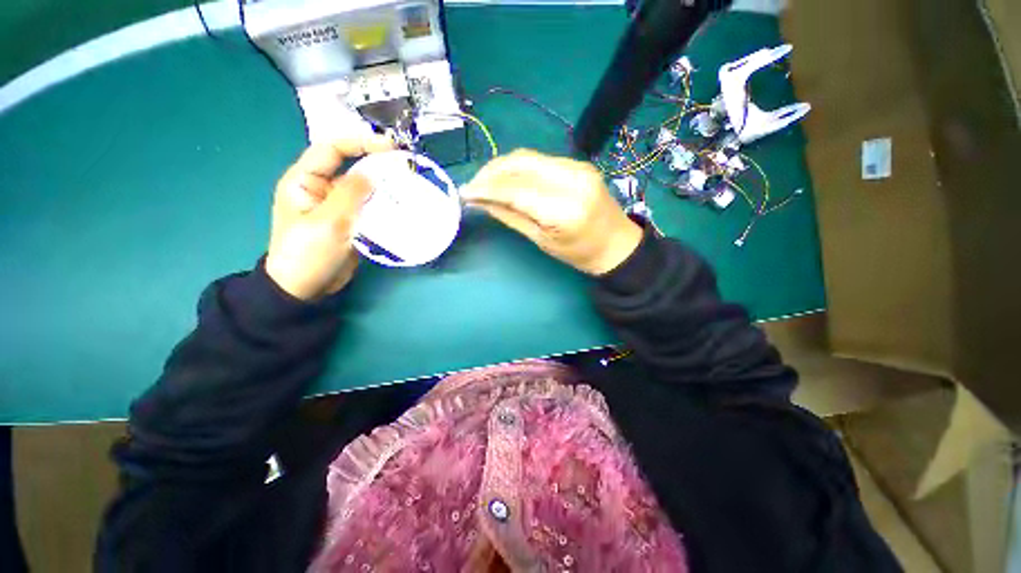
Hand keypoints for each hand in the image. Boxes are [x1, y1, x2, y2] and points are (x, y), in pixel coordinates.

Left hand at [265, 135, 393, 299]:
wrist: (307, 288)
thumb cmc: (308, 254)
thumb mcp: (328, 222)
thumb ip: (350, 194)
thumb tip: (372, 173)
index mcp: (305, 181)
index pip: (331, 149)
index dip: (360, 142)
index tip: (390, 146)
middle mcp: (322, 189)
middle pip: (352, 168)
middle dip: (378, 165)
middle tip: (406, 169)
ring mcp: (337, 207)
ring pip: (364, 190)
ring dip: (384, 188)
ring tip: (410, 188)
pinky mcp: (351, 223)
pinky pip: (369, 208)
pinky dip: (385, 206)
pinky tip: (402, 208)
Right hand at [463, 149, 642, 274]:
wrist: (617, 244)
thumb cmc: (579, 253)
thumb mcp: (542, 241)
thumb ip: (511, 217)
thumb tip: (482, 201)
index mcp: (564, 209)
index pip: (516, 190)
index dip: (487, 188)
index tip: (465, 192)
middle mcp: (572, 179)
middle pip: (521, 163)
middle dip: (491, 171)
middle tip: (474, 185)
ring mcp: (578, 167)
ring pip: (529, 157)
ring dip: (503, 167)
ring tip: (486, 182)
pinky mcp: (578, 164)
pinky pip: (540, 161)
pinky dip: (519, 168)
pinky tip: (508, 179)